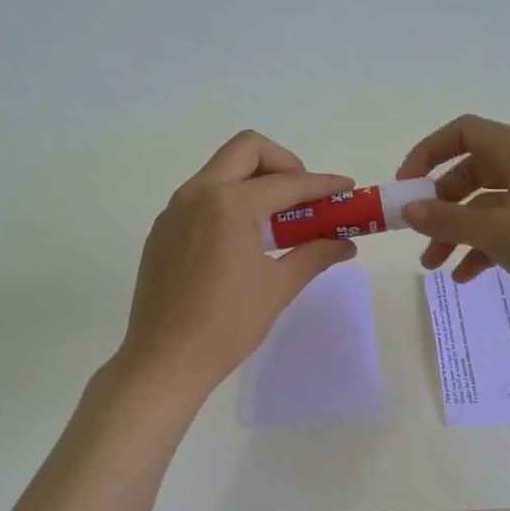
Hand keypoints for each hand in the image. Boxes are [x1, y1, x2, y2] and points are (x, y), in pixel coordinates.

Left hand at [116, 130, 357, 398]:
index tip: (347, 188)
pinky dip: (230, 199)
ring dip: (255, 179)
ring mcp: (174, 210)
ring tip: (277, 219)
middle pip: (248, 149)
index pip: (288, 182)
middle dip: (284, 163)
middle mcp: (198, 194)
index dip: (323, 184)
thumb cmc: (227, 326)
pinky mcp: (162, 229)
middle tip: (304, 197)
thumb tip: (345, 243)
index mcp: (230, 205)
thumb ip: (315, 255)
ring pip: (221, 169)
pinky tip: (242, 238)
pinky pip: (201, 195)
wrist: (164, 361)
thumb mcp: (278, 288)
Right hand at [394, 114, 509, 330]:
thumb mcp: (496, 231)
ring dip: (456, 233)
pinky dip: (481, 249)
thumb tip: (408, 210)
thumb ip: (447, 219)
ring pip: (484, 207)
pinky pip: (504, 231)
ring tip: (433, 266)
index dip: (428, 153)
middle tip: (417, 234)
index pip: (463, 132)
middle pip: (470, 173)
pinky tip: (465, 277)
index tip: (405, 186)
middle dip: (439, 205)